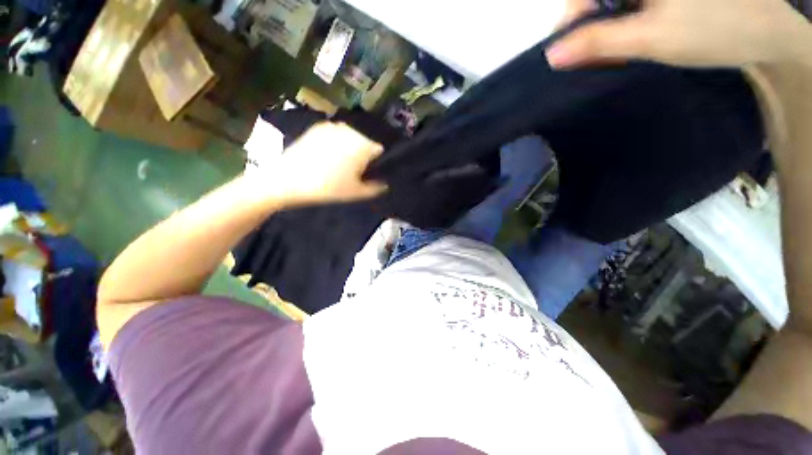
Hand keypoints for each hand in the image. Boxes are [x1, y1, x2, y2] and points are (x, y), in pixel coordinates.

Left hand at [265, 122, 386, 205]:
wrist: (289, 180)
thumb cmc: (328, 188)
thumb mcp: (356, 192)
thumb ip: (376, 188)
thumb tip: (385, 184)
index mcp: (363, 145)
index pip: (379, 150)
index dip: (376, 162)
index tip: (368, 172)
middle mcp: (350, 131)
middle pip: (364, 142)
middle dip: (362, 154)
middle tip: (352, 170)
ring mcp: (333, 126)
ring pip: (350, 137)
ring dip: (349, 147)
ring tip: (338, 163)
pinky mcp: (317, 127)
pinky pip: (334, 134)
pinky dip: (335, 142)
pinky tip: (325, 155)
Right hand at [546, 0, 810, 68]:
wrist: (765, 34)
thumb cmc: (713, 31)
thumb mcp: (650, 38)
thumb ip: (598, 43)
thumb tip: (552, 55)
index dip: (571, 18)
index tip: (565, 50)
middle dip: (588, 24)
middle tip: (589, 56)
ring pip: (613, 2)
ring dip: (605, 25)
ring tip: (610, 51)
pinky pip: (629, 5)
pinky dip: (621, 21)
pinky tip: (628, 37)